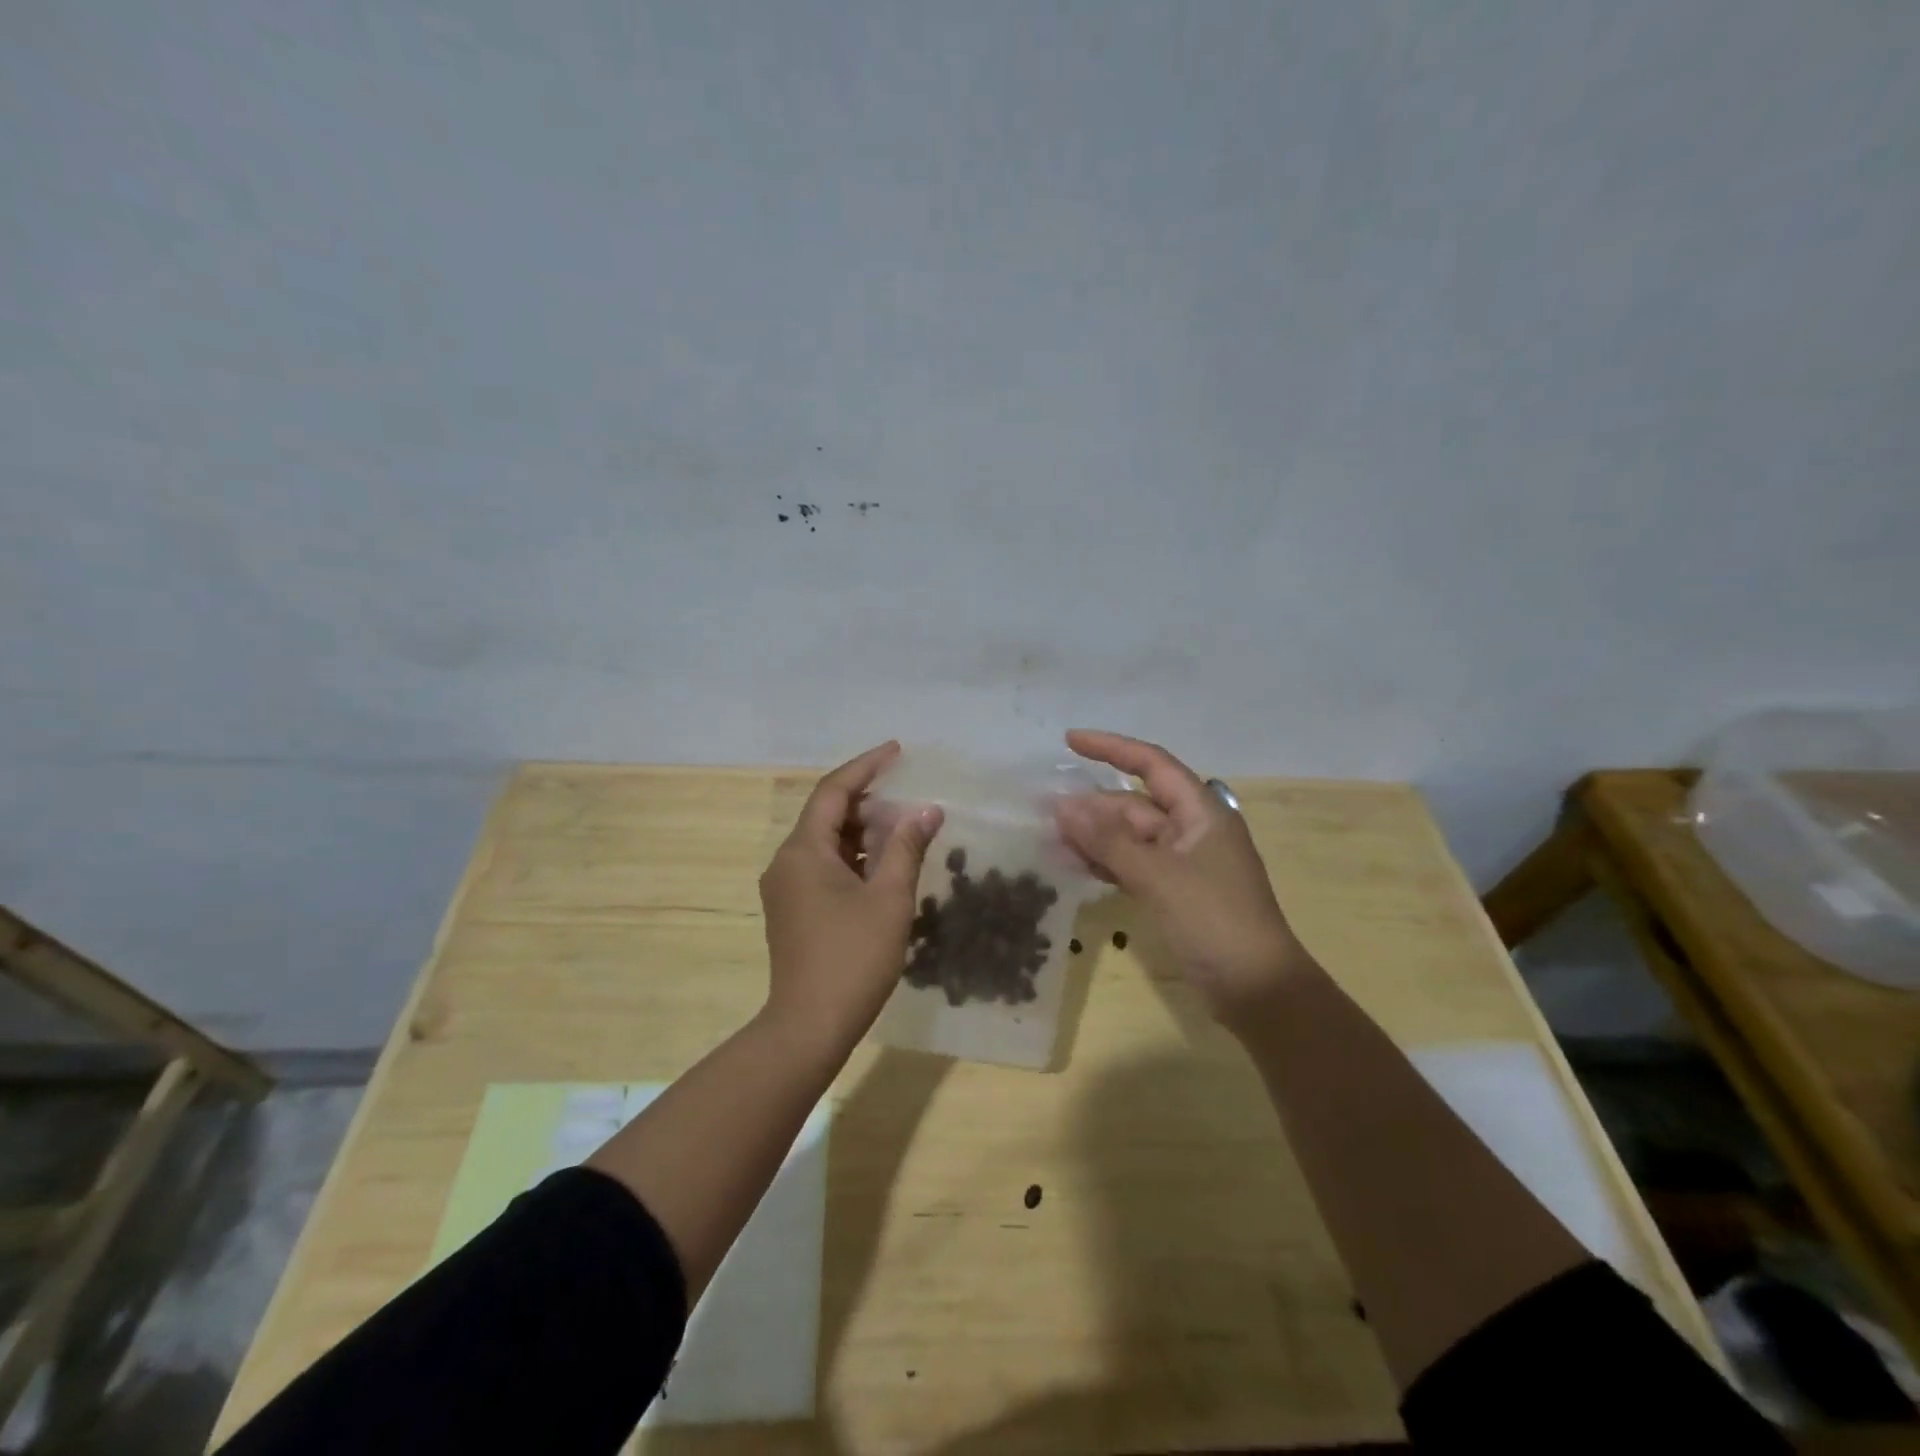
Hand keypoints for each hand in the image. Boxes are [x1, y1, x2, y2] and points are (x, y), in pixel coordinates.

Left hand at [759, 742, 942, 1057]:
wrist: (809, 1026)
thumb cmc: (852, 958)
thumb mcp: (889, 899)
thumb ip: (907, 847)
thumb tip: (927, 810)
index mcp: (803, 851)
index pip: (833, 791)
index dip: (865, 766)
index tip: (897, 751)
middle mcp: (787, 862)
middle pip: (827, 815)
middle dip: (868, 801)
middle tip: (909, 796)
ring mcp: (786, 888)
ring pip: (827, 843)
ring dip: (863, 831)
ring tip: (904, 828)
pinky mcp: (793, 910)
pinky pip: (823, 867)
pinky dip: (854, 858)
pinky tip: (884, 865)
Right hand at [1055, 729, 1313, 1031]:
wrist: (1257, 990)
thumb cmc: (1213, 920)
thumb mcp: (1157, 876)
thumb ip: (1108, 841)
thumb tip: (1062, 806)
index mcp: (1201, 812)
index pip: (1152, 764)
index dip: (1111, 748)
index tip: (1069, 741)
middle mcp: (1192, 830)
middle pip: (1135, 805)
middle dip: (1092, 805)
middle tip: (1044, 811)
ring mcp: (1183, 864)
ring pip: (1130, 837)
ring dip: (1093, 836)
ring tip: (1049, 839)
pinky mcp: (1174, 893)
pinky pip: (1132, 866)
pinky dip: (1105, 863)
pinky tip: (1073, 865)